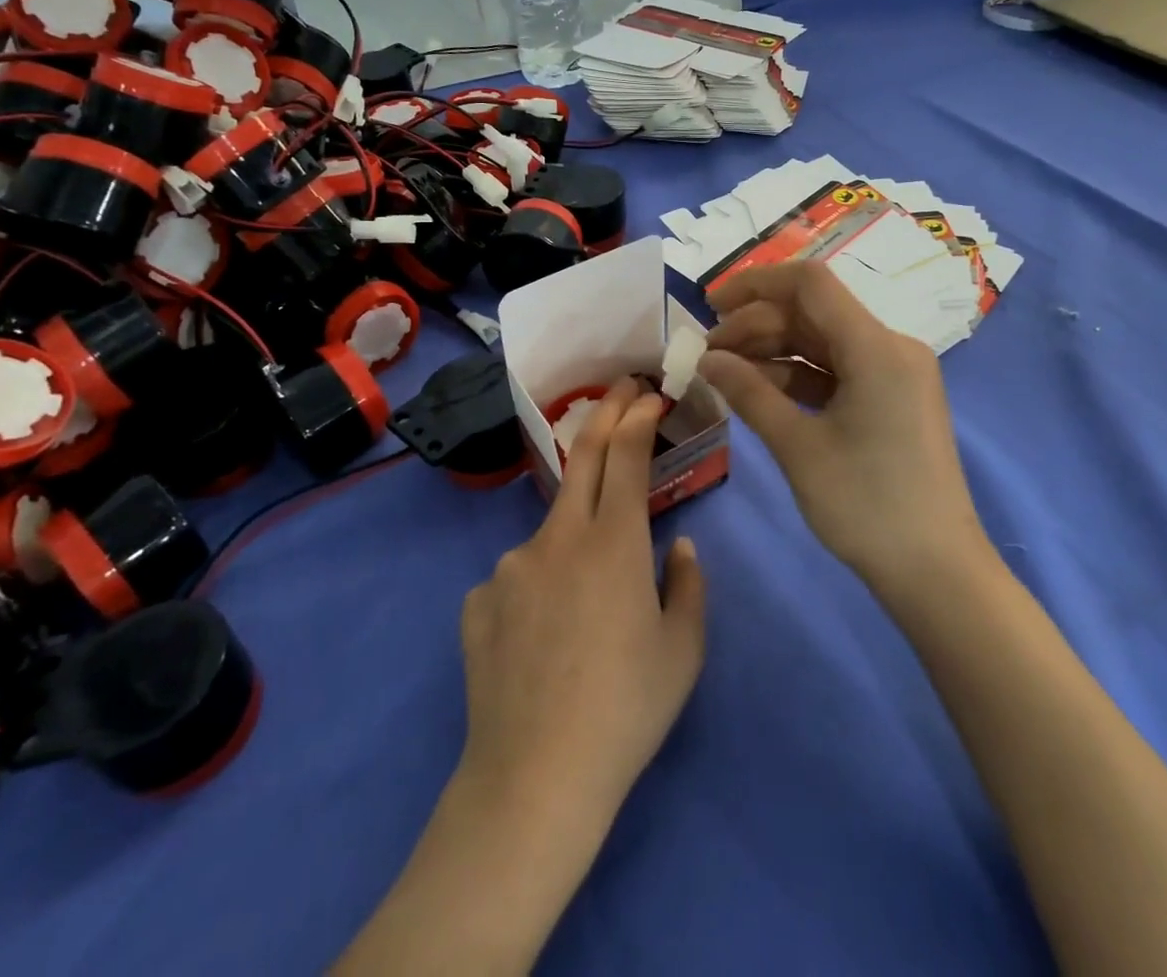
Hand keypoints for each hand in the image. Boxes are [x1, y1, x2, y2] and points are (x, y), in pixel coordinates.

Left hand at [456, 379, 706, 837]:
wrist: (534, 777)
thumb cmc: (626, 710)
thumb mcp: (683, 651)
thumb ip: (688, 586)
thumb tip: (677, 546)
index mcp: (614, 543)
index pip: (626, 457)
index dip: (637, 418)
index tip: (648, 393)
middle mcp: (558, 537)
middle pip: (583, 458)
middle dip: (605, 415)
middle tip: (620, 390)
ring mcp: (510, 565)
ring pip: (552, 530)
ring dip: (576, 537)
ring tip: (587, 607)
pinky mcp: (478, 599)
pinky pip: (518, 578)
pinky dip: (539, 587)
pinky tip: (542, 640)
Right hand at [699, 260, 985, 590]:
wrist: (936, 572)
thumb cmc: (866, 505)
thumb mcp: (798, 446)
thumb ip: (749, 392)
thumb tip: (707, 358)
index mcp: (877, 347)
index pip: (810, 284)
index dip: (755, 283)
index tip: (710, 304)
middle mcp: (891, 347)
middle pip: (813, 313)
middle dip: (756, 324)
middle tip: (708, 353)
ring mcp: (894, 374)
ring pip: (822, 341)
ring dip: (772, 350)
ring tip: (724, 371)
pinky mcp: (891, 399)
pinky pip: (836, 369)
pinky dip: (797, 374)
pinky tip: (758, 390)